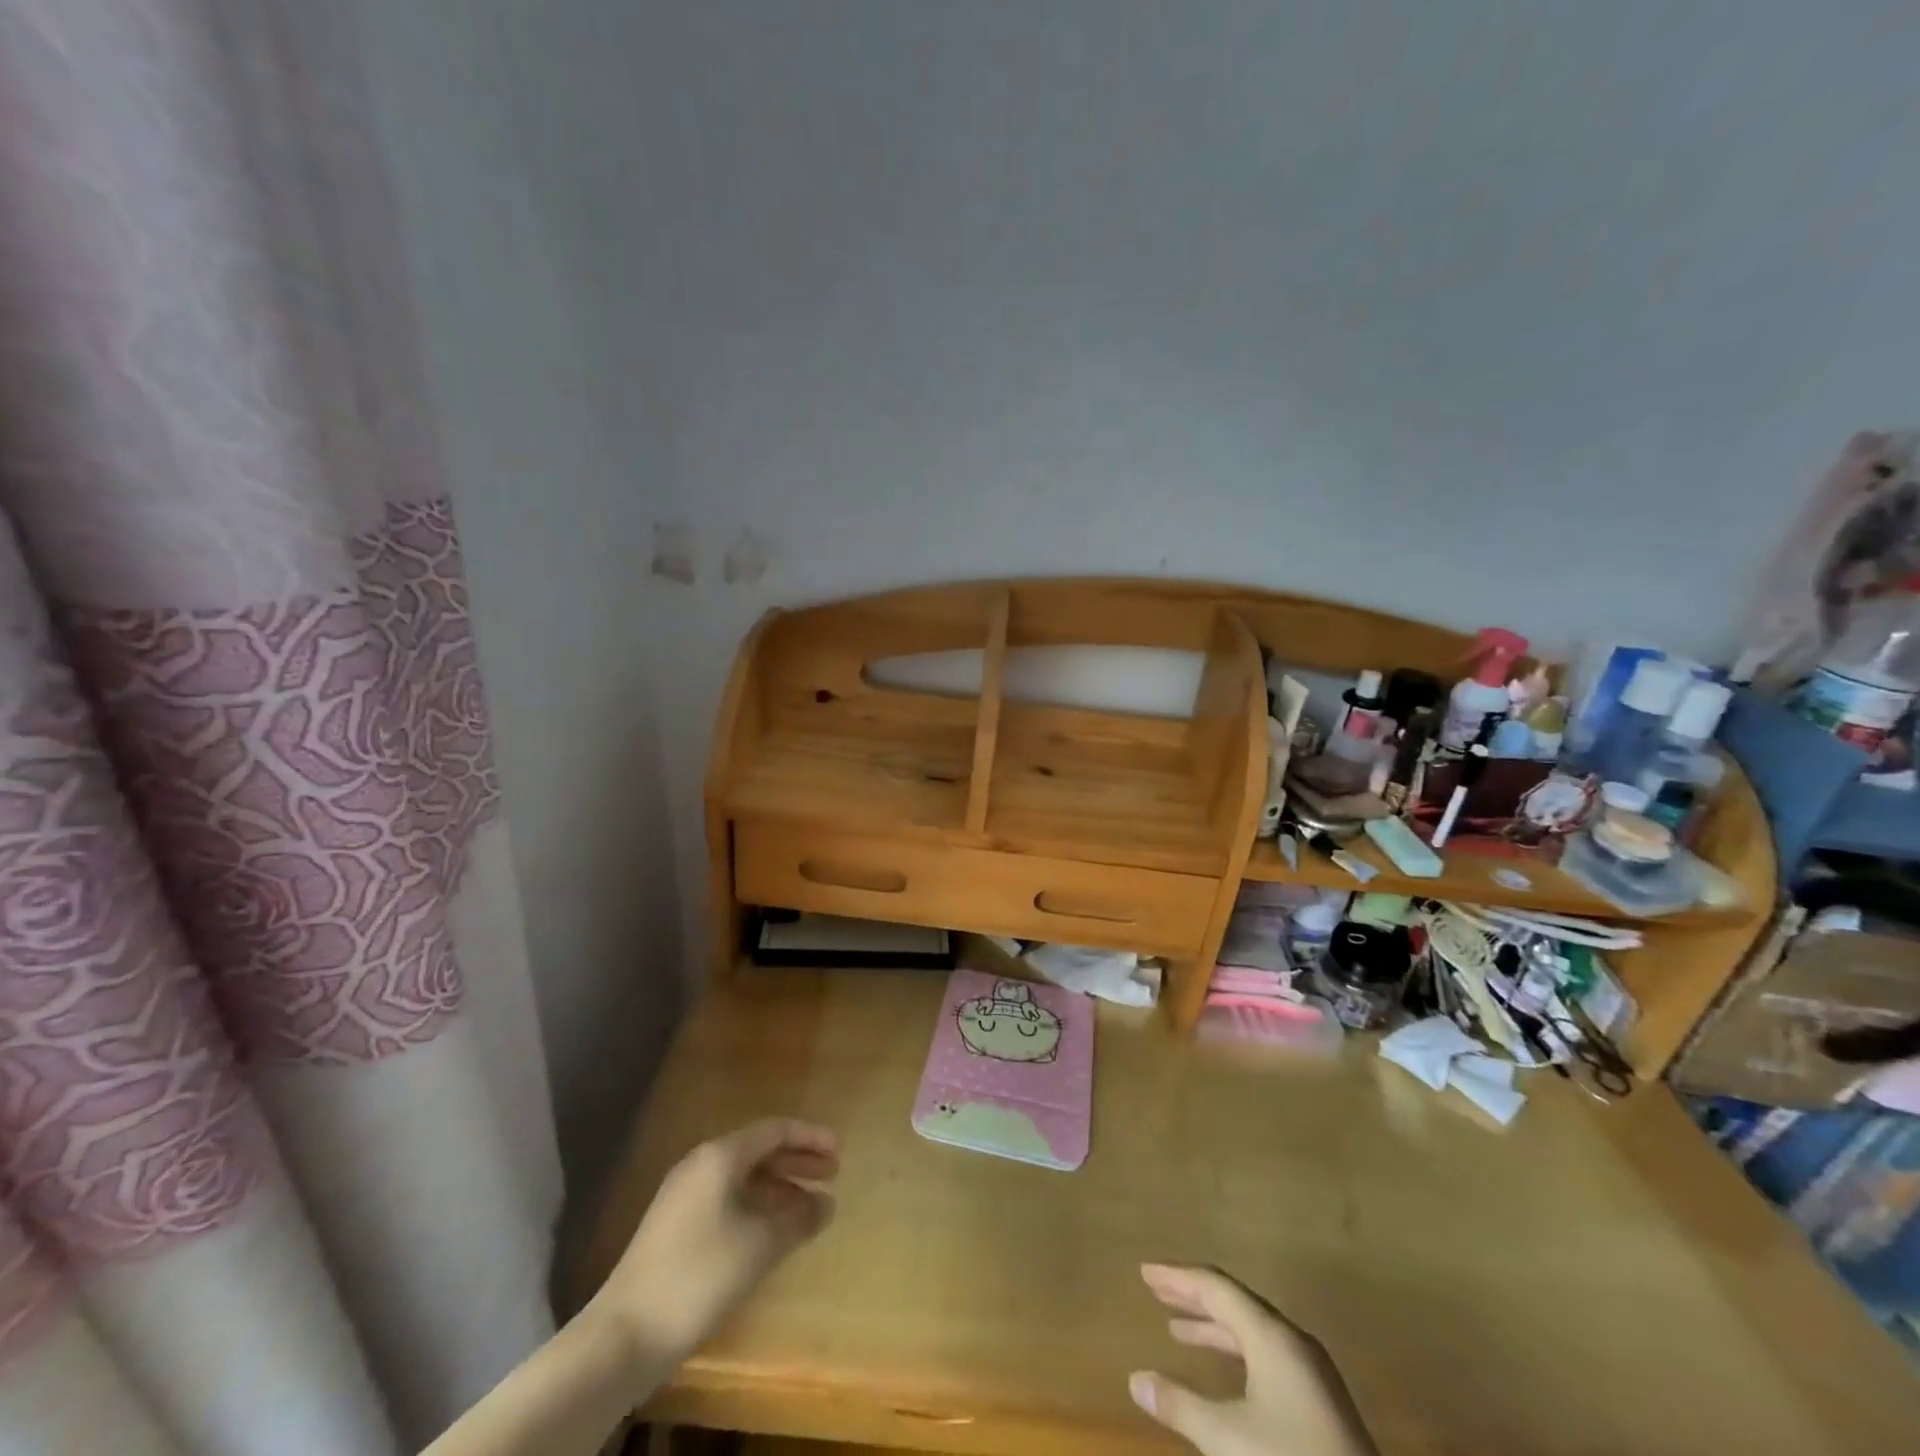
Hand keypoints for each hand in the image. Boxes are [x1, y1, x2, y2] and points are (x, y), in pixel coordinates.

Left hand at [590, 1119, 839, 1373]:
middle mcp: (701, 1165)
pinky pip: (728, 1199)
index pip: (775, 1130)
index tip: (839, 1152)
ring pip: (744, 1177)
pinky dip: (758, 1206)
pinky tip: (773, 1230)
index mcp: (720, 1156)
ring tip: (810, 1207)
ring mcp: (684, 1196)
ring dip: (780, 1187)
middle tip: (832, 1175)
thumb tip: (827, 1204)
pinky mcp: (676, 1226)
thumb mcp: (760, 1244)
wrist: (625, 1333)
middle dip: (798, 1161)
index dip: (811, 1137)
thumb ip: (798, 1218)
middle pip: (759, 1151)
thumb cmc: (700, 1274)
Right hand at [1130, 1265, 1376, 1455]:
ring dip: (1213, 1326)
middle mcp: (1292, 1340)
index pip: (1216, 1287)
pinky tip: (1224, 1372)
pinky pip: (1266, 1354)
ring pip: (1252, 1330)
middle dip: (1193, 1297)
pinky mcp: (1320, 1401)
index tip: (1145, 1272)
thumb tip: (1136, 1380)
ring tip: (1177, 1331)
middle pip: (1235, 1302)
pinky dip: (1235, 1351)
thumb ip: (1181, 1405)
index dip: (1178, 1277)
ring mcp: (1310, 1371)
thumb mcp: (1229, 1438)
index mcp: (1271, 1334)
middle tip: (1156, 1292)